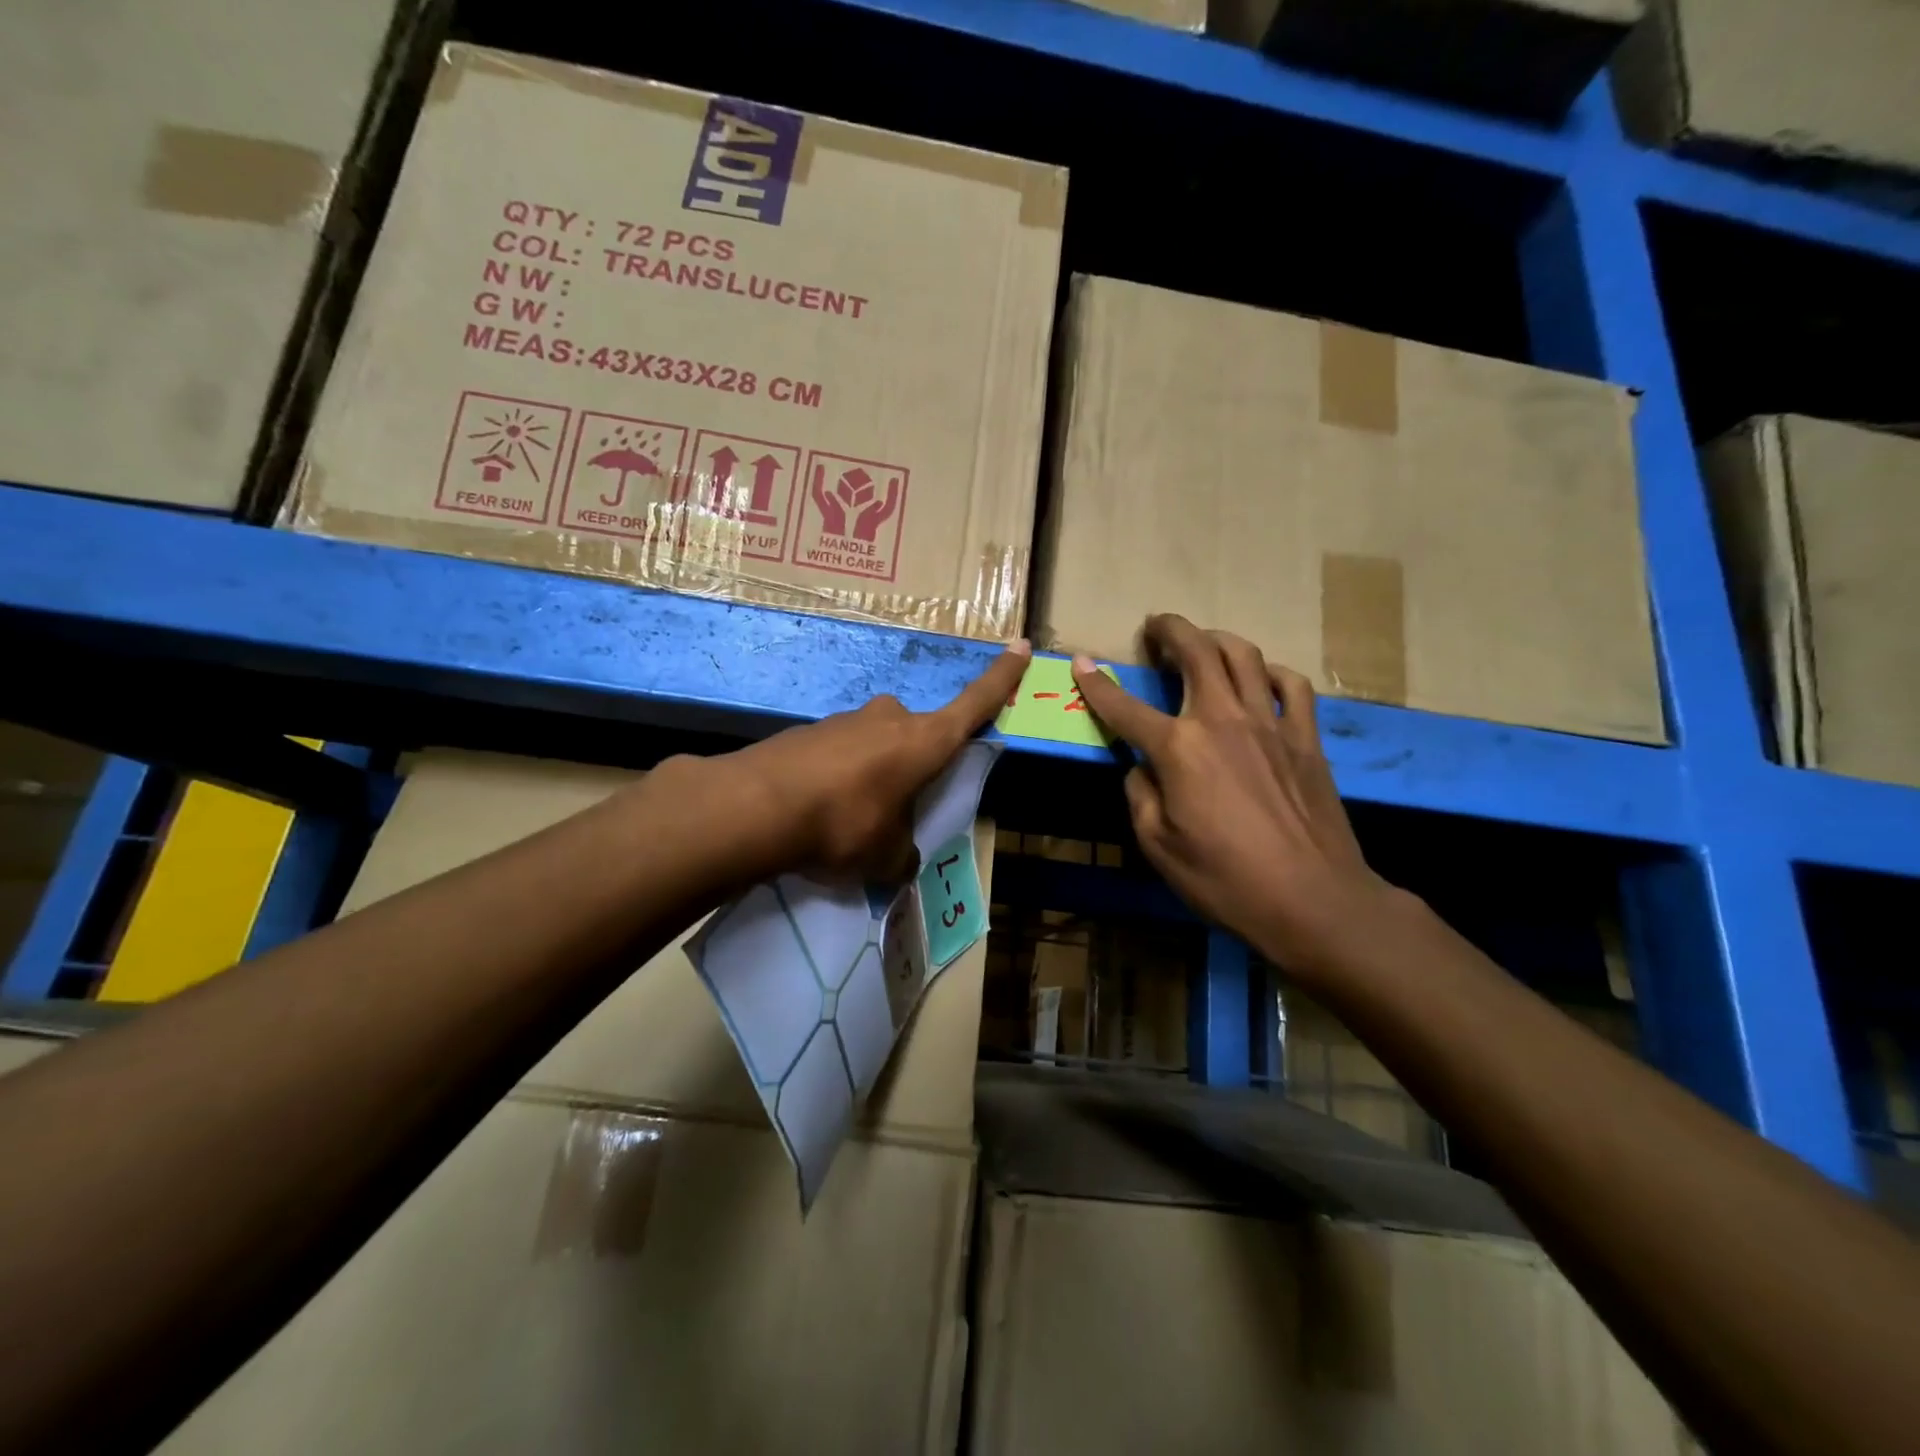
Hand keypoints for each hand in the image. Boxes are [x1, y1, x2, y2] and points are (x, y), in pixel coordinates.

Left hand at [726, 640, 1030, 884]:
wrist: (756, 806)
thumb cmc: (844, 825)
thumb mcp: (886, 857)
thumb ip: (902, 855)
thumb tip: (900, 860)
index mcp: (924, 741)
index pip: (975, 704)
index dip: (1002, 678)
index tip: (1020, 645)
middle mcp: (889, 719)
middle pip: (916, 733)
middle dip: (913, 762)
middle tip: (897, 803)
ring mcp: (845, 720)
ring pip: (874, 744)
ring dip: (872, 774)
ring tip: (849, 820)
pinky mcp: (808, 732)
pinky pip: (838, 755)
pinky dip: (837, 778)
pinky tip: (817, 811)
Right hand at [1071, 616, 1394, 973]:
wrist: (1314, 900)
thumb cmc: (1226, 880)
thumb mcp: (1159, 847)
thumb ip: (1141, 795)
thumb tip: (1141, 767)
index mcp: (1179, 749)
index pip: (1125, 708)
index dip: (1097, 685)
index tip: (1080, 663)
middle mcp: (1223, 719)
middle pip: (1196, 652)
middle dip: (1169, 630)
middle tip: (1154, 626)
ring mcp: (1270, 723)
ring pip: (1244, 655)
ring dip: (1216, 639)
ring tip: (1202, 642)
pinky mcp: (1306, 738)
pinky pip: (1292, 685)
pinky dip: (1271, 672)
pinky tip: (1261, 678)